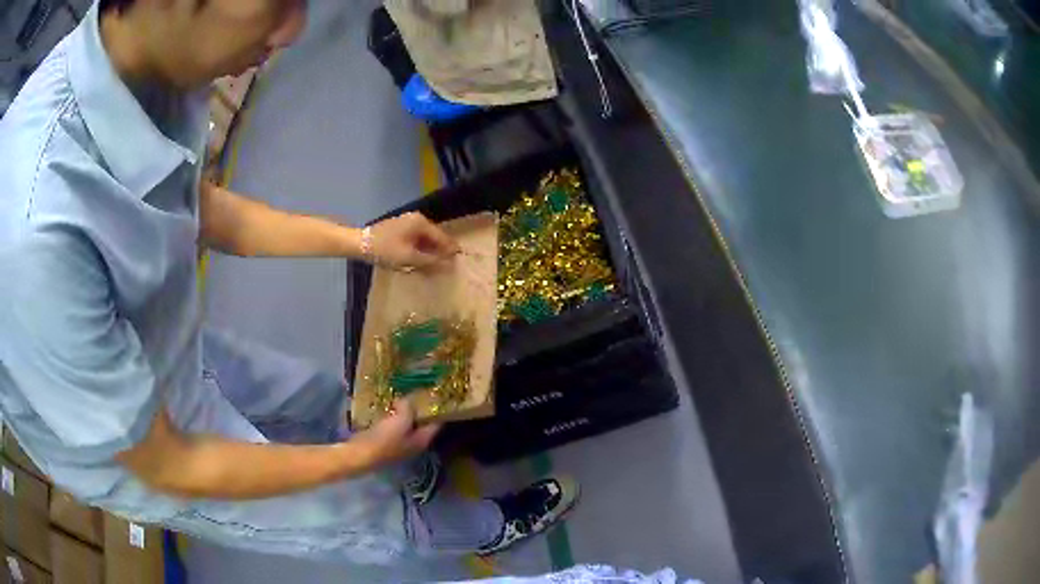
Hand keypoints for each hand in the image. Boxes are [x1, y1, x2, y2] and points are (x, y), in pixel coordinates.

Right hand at [353, 400, 441, 468]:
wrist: (360, 454)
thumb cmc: (385, 439)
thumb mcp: (401, 420)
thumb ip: (409, 408)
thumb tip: (407, 401)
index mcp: (422, 440)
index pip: (437, 423)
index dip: (438, 409)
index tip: (436, 394)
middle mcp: (414, 444)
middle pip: (421, 423)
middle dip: (419, 408)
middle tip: (417, 390)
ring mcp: (399, 444)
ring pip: (406, 423)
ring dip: (404, 411)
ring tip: (402, 394)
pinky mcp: (385, 441)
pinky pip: (392, 425)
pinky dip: (392, 415)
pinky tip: (387, 404)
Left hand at [366, 213, 459, 270]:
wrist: (360, 243)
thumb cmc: (385, 250)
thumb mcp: (409, 258)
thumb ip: (430, 260)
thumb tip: (449, 263)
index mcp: (421, 223)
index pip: (441, 237)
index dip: (450, 250)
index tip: (458, 261)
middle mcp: (416, 219)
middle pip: (434, 236)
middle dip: (440, 250)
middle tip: (447, 265)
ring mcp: (407, 222)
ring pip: (425, 238)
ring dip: (430, 250)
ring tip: (435, 265)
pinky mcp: (400, 228)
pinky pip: (416, 238)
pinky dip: (420, 248)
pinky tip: (420, 259)